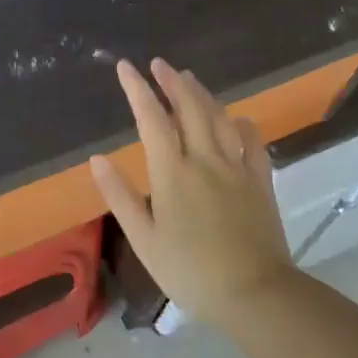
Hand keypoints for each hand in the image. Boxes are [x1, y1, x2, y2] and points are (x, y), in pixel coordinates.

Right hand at [92, 58, 297, 329]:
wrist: (256, 294)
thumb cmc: (191, 271)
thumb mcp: (144, 240)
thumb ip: (120, 196)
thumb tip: (97, 158)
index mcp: (173, 172)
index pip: (151, 118)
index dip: (137, 89)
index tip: (125, 67)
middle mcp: (205, 160)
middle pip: (189, 107)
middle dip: (172, 81)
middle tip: (159, 64)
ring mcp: (236, 168)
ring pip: (219, 118)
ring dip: (202, 94)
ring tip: (189, 78)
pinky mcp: (260, 182)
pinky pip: (253, 143)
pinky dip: (242, 125)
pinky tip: (238, 119)